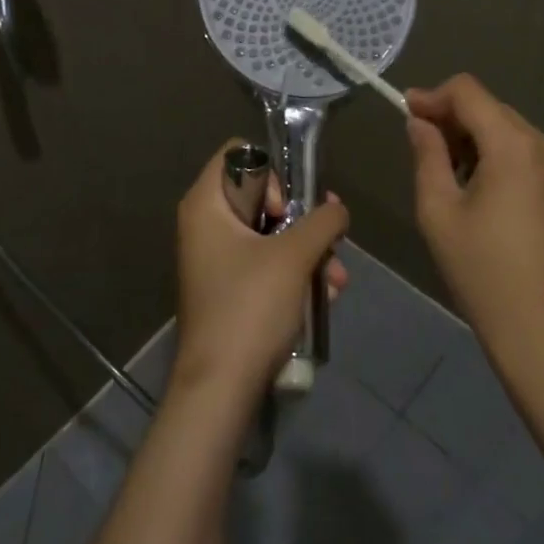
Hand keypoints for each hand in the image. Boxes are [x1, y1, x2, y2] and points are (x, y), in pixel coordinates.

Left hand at [170, 141, 349, 401]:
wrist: (220, 389)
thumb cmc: (250, 307)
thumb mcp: (294, 256)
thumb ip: (322, 220)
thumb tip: (337, 208)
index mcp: (206, 204)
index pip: (239, 154)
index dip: (271, 172)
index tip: (288, 208)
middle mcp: (206, 224)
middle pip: (261, 194)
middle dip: (303, 219)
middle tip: (328, 239)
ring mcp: (217, 258)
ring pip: (271, 233)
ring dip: (309, 251)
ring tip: (337, 280)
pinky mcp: (230, 289)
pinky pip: (267, 263)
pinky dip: (296, 274)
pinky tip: (326, 297)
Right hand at [405, 75, 543, 354]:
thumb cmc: (481, 270)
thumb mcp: (438, 211)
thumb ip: (427, 155)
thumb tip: (420, 123)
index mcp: (513, 145)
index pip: (469, 92)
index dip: (434, 96)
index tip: (409, 112)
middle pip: (496, 112)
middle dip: (459, 122)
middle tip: (431, 150)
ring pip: (520, 138)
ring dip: (488, 146)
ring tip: (467, 183)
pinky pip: (543, 165)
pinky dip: (517, 169)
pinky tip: (504, 207)